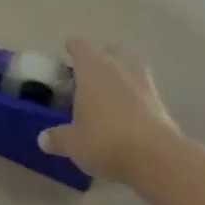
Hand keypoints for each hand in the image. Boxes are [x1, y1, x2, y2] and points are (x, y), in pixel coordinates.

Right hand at [38, 40, 180, 183]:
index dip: (73, 48)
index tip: (67, 51)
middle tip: (87, 74)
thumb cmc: (104, 140)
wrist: (156, 157)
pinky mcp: (160, 102)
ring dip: (119, 75)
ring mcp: (143, 83)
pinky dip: (133, 95)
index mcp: (92, 68)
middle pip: (109, 52)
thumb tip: (44, 139)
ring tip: (108, 91)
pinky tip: (126, 112)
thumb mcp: (73, 143)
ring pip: (130, 68)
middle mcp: (118, 68)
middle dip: (99, 58)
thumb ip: (57, 138)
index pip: (80, 47)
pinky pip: (142, 90)